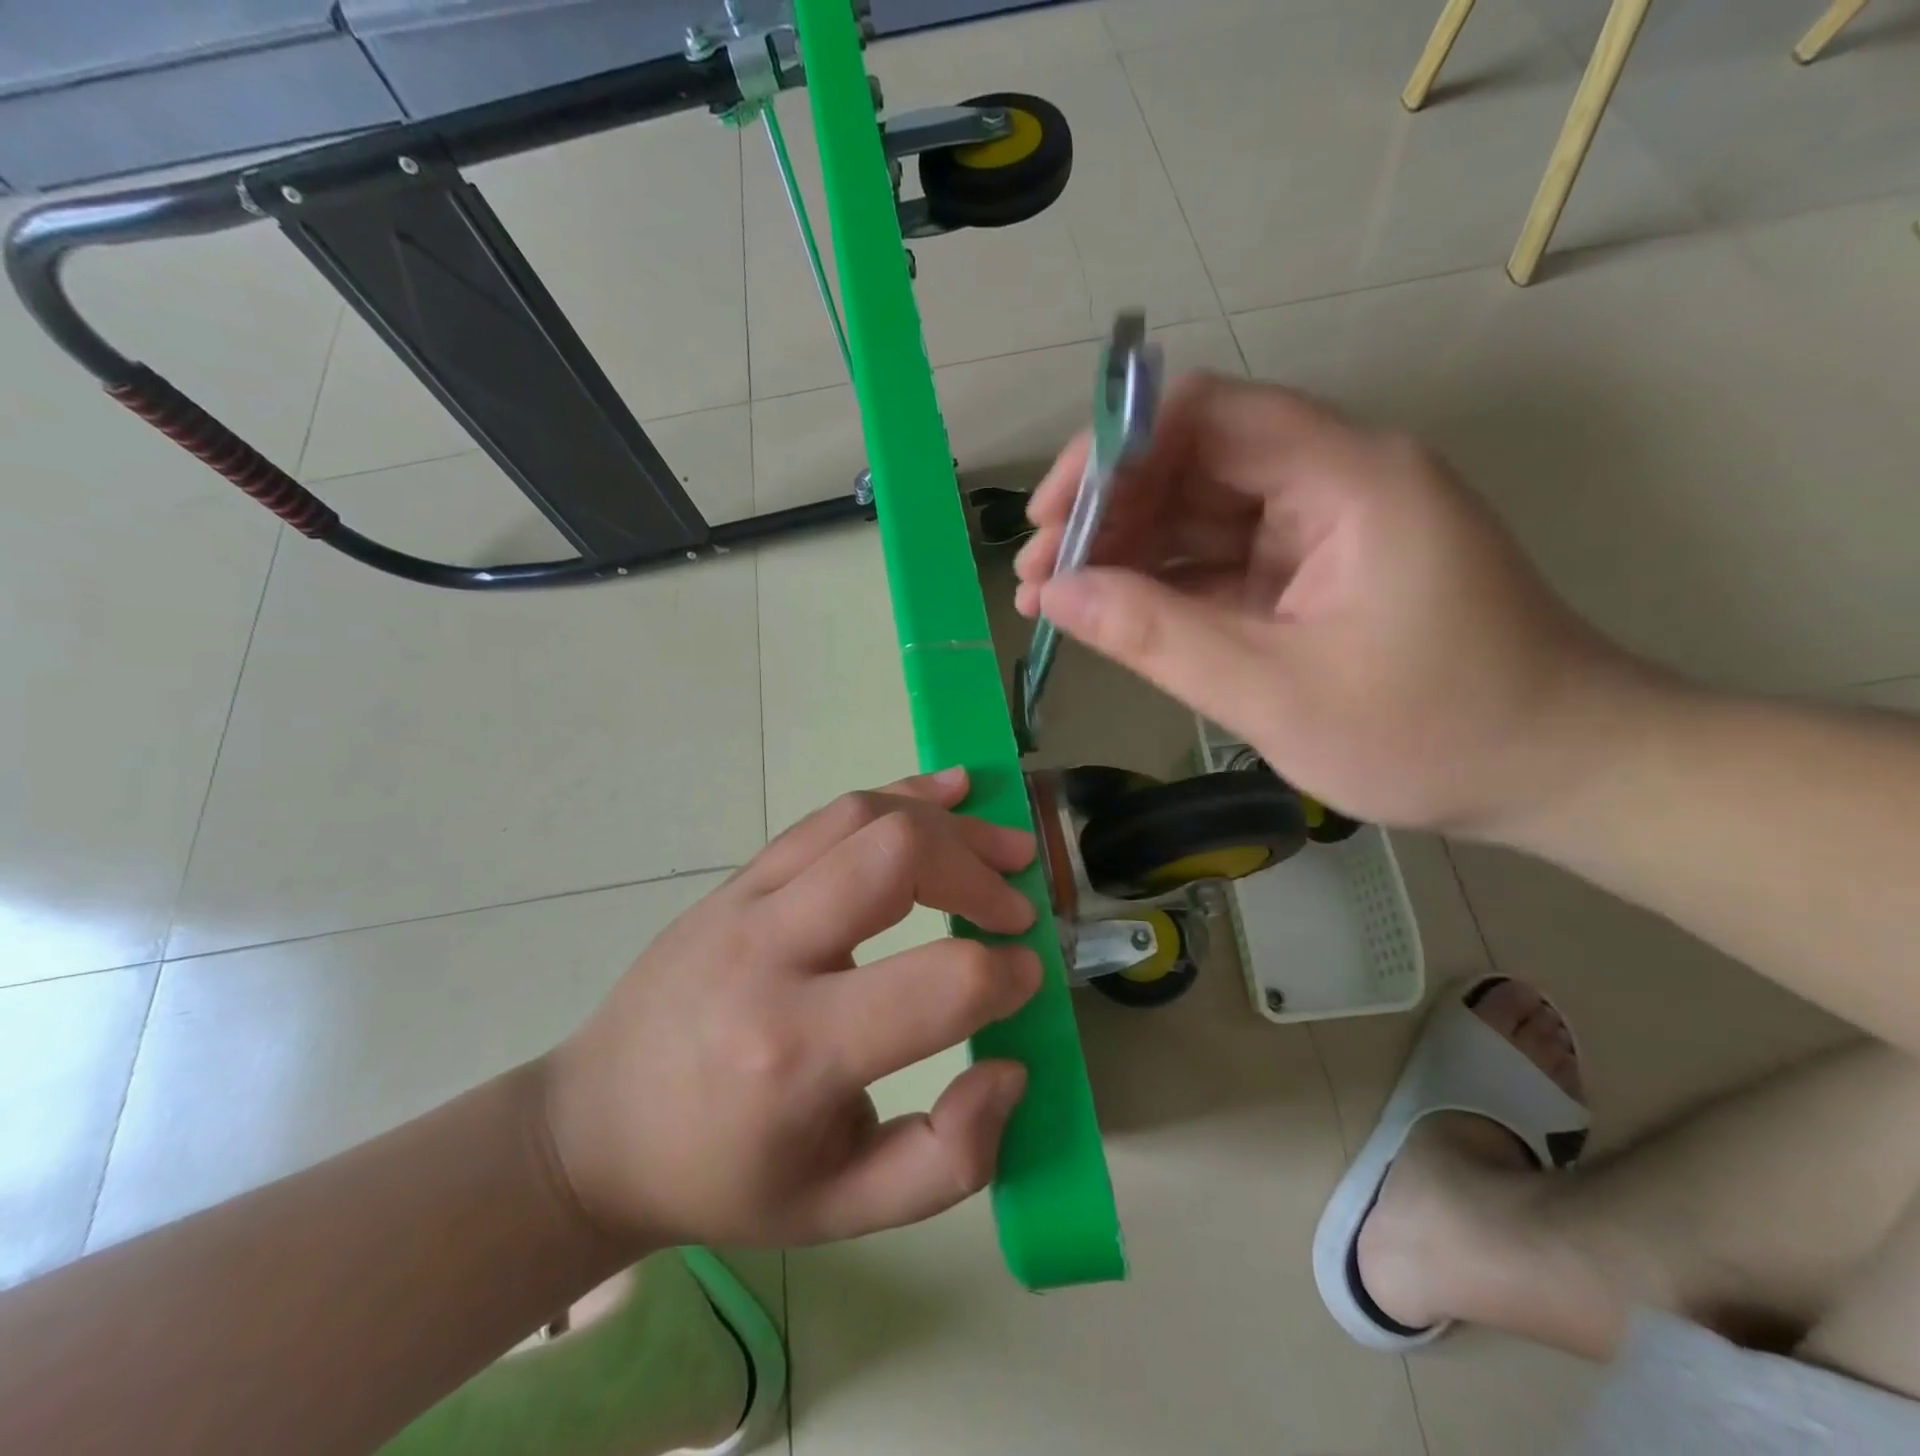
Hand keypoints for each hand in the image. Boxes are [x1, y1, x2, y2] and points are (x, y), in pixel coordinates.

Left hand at [542, 769, 1040, 1248]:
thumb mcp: (842, 1210)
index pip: (939, 983)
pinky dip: (897, 795)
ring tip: (1001, 842)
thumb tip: (1010, 1066)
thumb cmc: (723, 1178)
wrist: (596, 1128)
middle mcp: (768, 954)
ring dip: (946, 822)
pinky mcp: (737, 878)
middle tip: (1017, 905)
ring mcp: (744, 900)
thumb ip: (948, 1158)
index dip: (1004, 975)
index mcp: (797, 1052)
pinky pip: (827, 817)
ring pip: (862, 816)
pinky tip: (943, 792)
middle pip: (898, 857)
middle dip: (978, 870)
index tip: (1023, 978)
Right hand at [1014, 373, 1649, 835]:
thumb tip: (1058, 595)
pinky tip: (1106, 612)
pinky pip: (1219, 557)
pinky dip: (1161, 583)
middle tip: (1037, 574)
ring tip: (1051, 598)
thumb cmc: (1431, 734)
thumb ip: (1159, 637)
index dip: (1112, 452)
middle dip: (1104, 511)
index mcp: (1346, 478)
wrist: (1554, 771)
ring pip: (1197, 510)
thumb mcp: (1277, 693)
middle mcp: (1332, 479)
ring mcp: (1321, 526)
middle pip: (1191, 459)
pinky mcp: (1312, 570)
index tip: (1049, 517)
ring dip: (1122, 550)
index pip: (1206, 414)